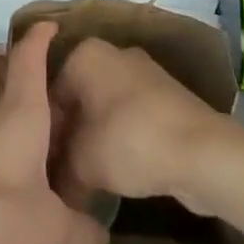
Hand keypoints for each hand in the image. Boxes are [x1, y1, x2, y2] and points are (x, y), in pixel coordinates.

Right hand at [54, 37, 230, 213]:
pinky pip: (130, 116)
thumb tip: (55, 190)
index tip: (43, 165)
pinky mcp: (165, 95)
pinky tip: (119, 171)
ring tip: (88, 178)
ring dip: (96, 139)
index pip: (49, 92)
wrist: (200, 150)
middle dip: (70, 134)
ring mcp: (142, 72)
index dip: (45, 132)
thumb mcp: (82, 164)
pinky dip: (122, 139)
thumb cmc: (130, 142)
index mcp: (85, 54)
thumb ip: (61, 172)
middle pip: (78, 97)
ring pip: (105, 107)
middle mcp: (112, 53)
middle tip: (62, 173)